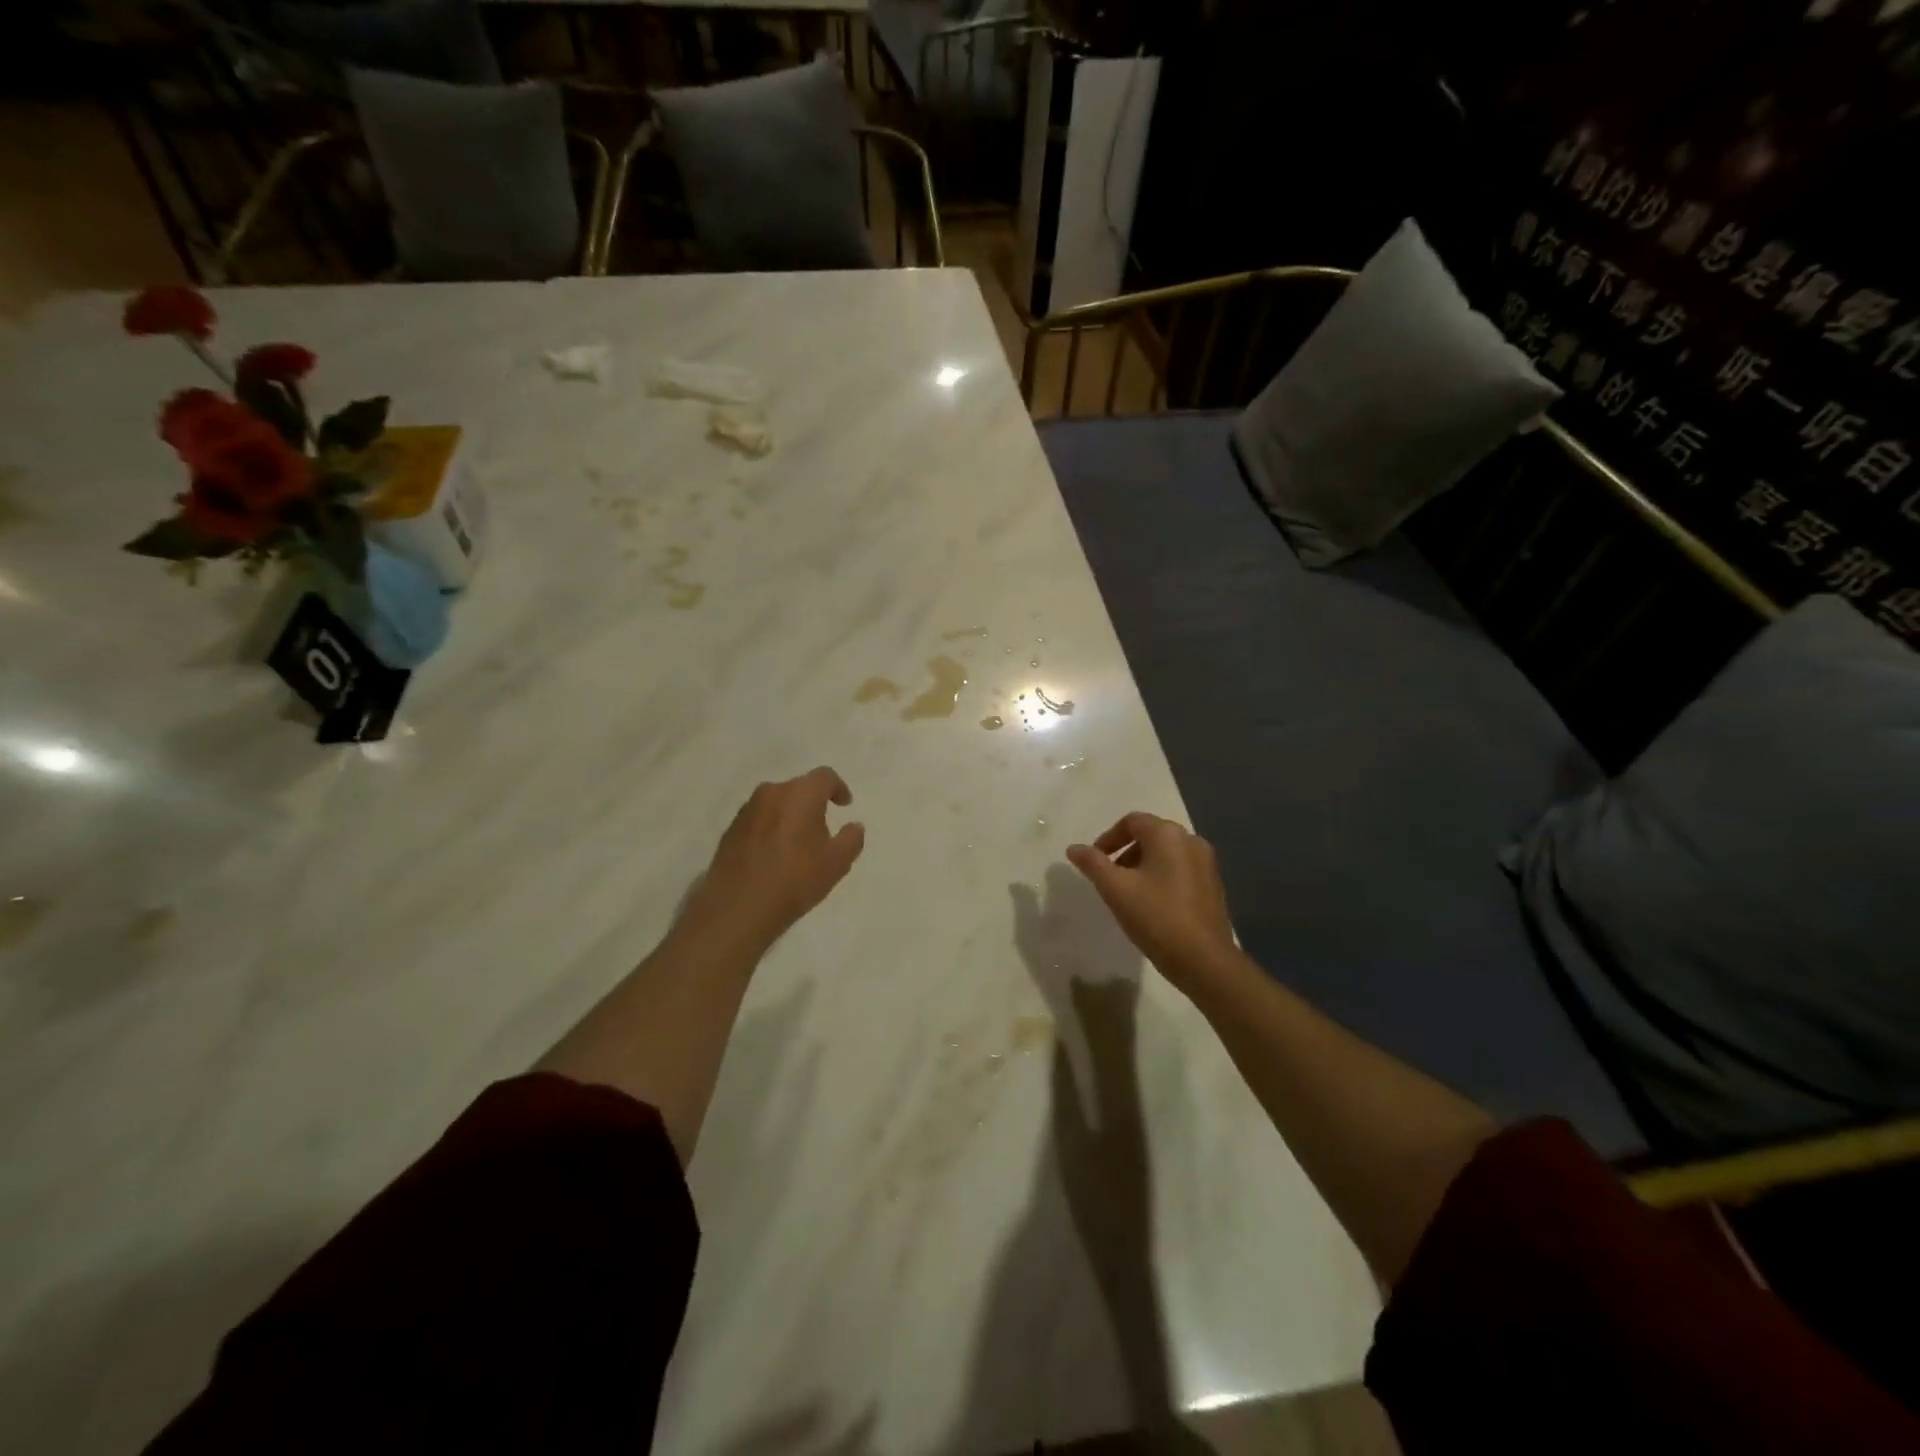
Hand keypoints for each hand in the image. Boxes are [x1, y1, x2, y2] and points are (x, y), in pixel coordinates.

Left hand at [684, 767, 865, 952]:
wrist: (737, 907)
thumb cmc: (795, 880)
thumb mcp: (837, 863)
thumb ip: (852, 839)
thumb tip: (854, 826)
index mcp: (800, 794)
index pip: (825, 776)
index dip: (838, 788)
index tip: (845, 806)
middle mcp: (771, 793)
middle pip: (799, 788)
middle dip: (814, 803)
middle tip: (823, 829)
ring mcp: (747, 810)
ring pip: (777, 803)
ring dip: (790, 815)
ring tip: (798, 844)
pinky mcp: (730, 830)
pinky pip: (759, 820)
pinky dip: (771, 828)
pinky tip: (774, 855)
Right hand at [1066, 812, 1236, 991]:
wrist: (1204, 960)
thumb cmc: (1156, 917)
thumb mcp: (1115, 889)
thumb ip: (1092, 864)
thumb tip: (1074, 848)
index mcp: (1168, 834)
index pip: (1132, 821)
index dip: (1108, 838)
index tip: (1095, 861)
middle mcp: (1191, 841)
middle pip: (1150, 836)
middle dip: (1125, 853)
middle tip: (1109, 879)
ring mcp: (1207, 864)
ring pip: (1166, 855)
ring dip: (1142, 866)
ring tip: (1128, 894)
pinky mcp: (1214, 886)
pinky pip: (1181, 871)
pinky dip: (1162, 878)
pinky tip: (1152, 906)